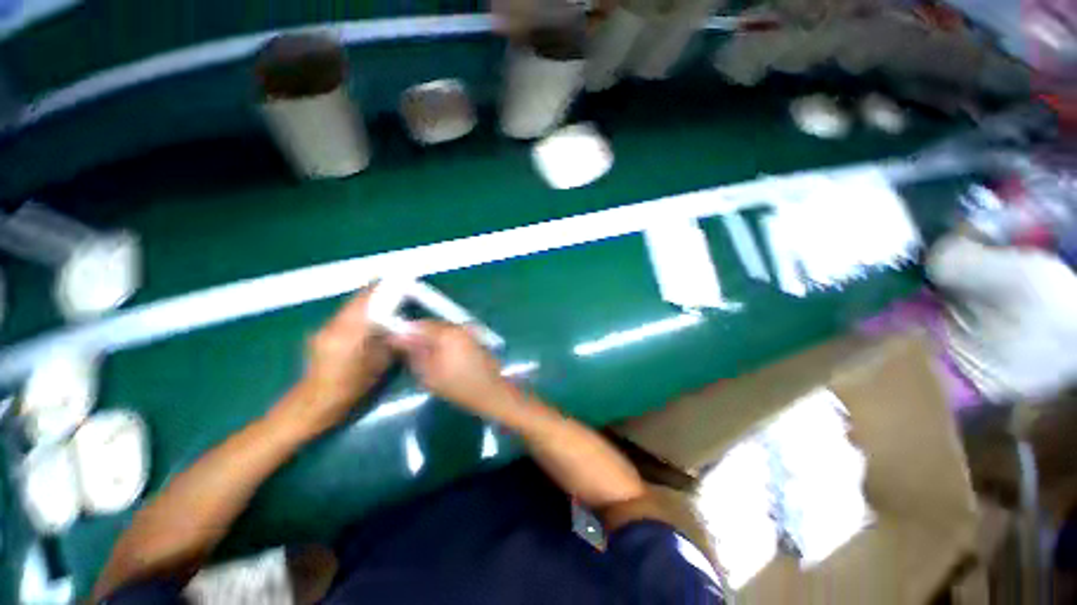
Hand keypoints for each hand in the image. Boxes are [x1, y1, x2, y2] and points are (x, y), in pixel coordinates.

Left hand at [279, 288, 391, 435]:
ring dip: (368, 304)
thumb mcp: (378, 366)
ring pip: (350, 307)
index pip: (366, 300)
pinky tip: (370, 323)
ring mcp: (325, 329)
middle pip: (357, 300)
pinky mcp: (321, 335)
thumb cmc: (348, 389)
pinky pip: (345, 317)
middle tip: (398, 292)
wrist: (311, 406)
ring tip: (388, 306)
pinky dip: (359, 314)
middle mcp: (334, 325)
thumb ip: (389, 342)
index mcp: (349, 331)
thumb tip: (401, 326)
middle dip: (378, 294)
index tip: (400, 282)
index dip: (383, 288)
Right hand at [390, 321, 516, 419]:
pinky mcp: (475, 338)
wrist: (491, 392)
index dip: (405, 332)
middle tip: (407, 350)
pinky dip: (443, 342)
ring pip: (443, 330)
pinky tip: (440, 356)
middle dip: (418, 335)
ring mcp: (469, 332)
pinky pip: (453, 335)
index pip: (420, 324)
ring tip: (423, 355)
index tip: (394, 342)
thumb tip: (399, 338)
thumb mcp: (429, 374)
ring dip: (431, 338)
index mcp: (447, 333)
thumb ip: (414, 353)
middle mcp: (459, 327)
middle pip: (432, 325)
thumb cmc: (459, 386)